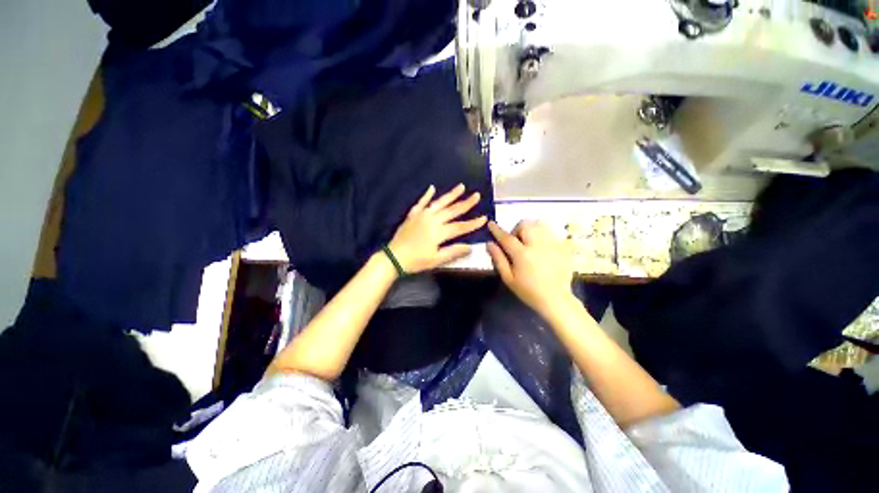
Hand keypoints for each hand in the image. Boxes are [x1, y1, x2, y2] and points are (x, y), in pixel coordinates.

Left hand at [388, 184, 486, 273]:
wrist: (393, 257)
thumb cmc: (416, 261)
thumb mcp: (436, 260)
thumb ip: (453, 251)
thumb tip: (470, 246)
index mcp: (439, 232)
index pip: (460, 226)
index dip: (473, 223)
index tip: (484, 218)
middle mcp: (432, 220)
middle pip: (452, 210)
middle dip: (466, 203)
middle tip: (476, 195)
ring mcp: (422, 215)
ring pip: (439, 203)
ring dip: (451, 195)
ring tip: (461, 186)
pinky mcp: (413, 214)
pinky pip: (421, 202)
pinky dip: (427, 195)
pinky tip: (432, 188)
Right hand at [487, 220, 574, 316]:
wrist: (556, 299)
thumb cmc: (528, 291)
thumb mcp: (508, 278)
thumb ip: (498, 259)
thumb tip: (489, 244)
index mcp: (522, 255)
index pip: (506, 237)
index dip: (497, 230)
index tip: (491, 224)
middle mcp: (538, 245)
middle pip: (525, 225)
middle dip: (517, 229)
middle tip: (516, 241)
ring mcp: (552, 244)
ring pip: (540, 224)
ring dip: (531, 228)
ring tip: (529, 240)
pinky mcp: (563, 247)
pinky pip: (551, 232)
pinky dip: (542, 234)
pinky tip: (541, 246)